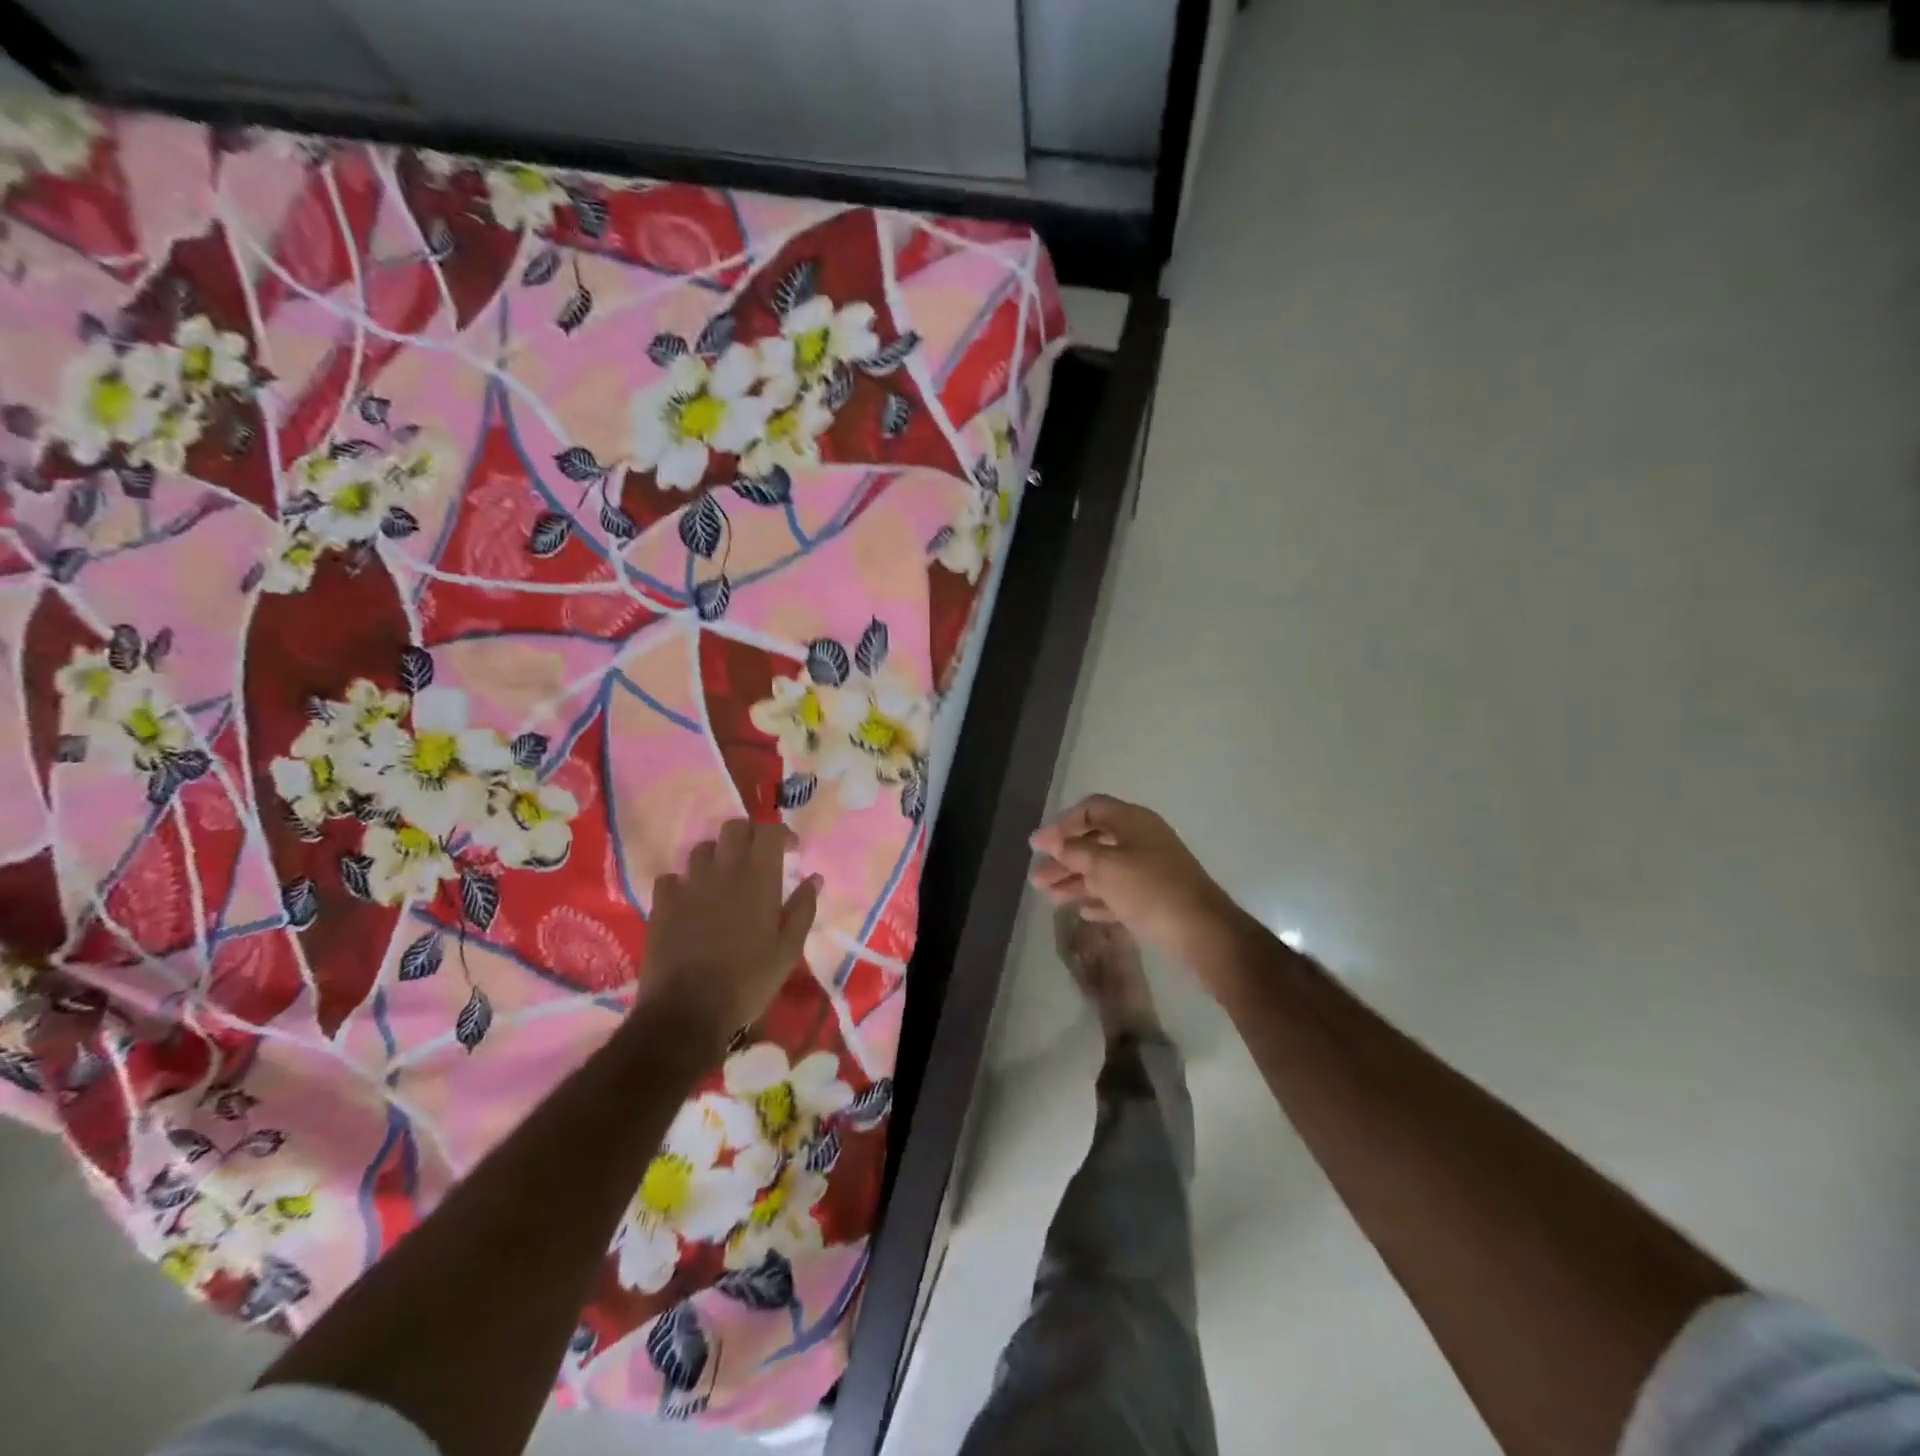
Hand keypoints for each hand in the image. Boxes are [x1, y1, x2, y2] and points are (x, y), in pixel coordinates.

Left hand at [640, 819, 819, 1051]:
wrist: (688, 1010)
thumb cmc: (749, 980)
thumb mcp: (789, 949)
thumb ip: (803, 908)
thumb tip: (814, 878)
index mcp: (759, 878)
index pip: (769, 831)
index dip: (781, 833)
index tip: (790, 850)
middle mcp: (724, 870)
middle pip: (733, 827)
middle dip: (748, 835)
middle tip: (757, 858)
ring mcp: (689, 885)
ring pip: (701, 848)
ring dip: (716, 857)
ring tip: (723, 879)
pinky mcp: (663, 903)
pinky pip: (671, 878)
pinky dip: (683, 883)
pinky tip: (690, 901)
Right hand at [1030, 794, 1235, 958]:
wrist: (1203, 932)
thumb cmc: (1149, 890)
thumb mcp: (1105, 867)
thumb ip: (1074, 851)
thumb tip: (1051, 841)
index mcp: (1133, 821)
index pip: (1090, 809)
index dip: (1061, 824)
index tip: (1038, 846)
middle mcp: (1142, 839)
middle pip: (1095, 841)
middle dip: (1064, 859)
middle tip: (1037, 878)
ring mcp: (1152, 869)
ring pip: (1106, 869)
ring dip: (1077, 881)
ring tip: (1051, 898)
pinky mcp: (1157, 897)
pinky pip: (1120, 892)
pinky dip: (1100, 897)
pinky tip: (1082, 911)